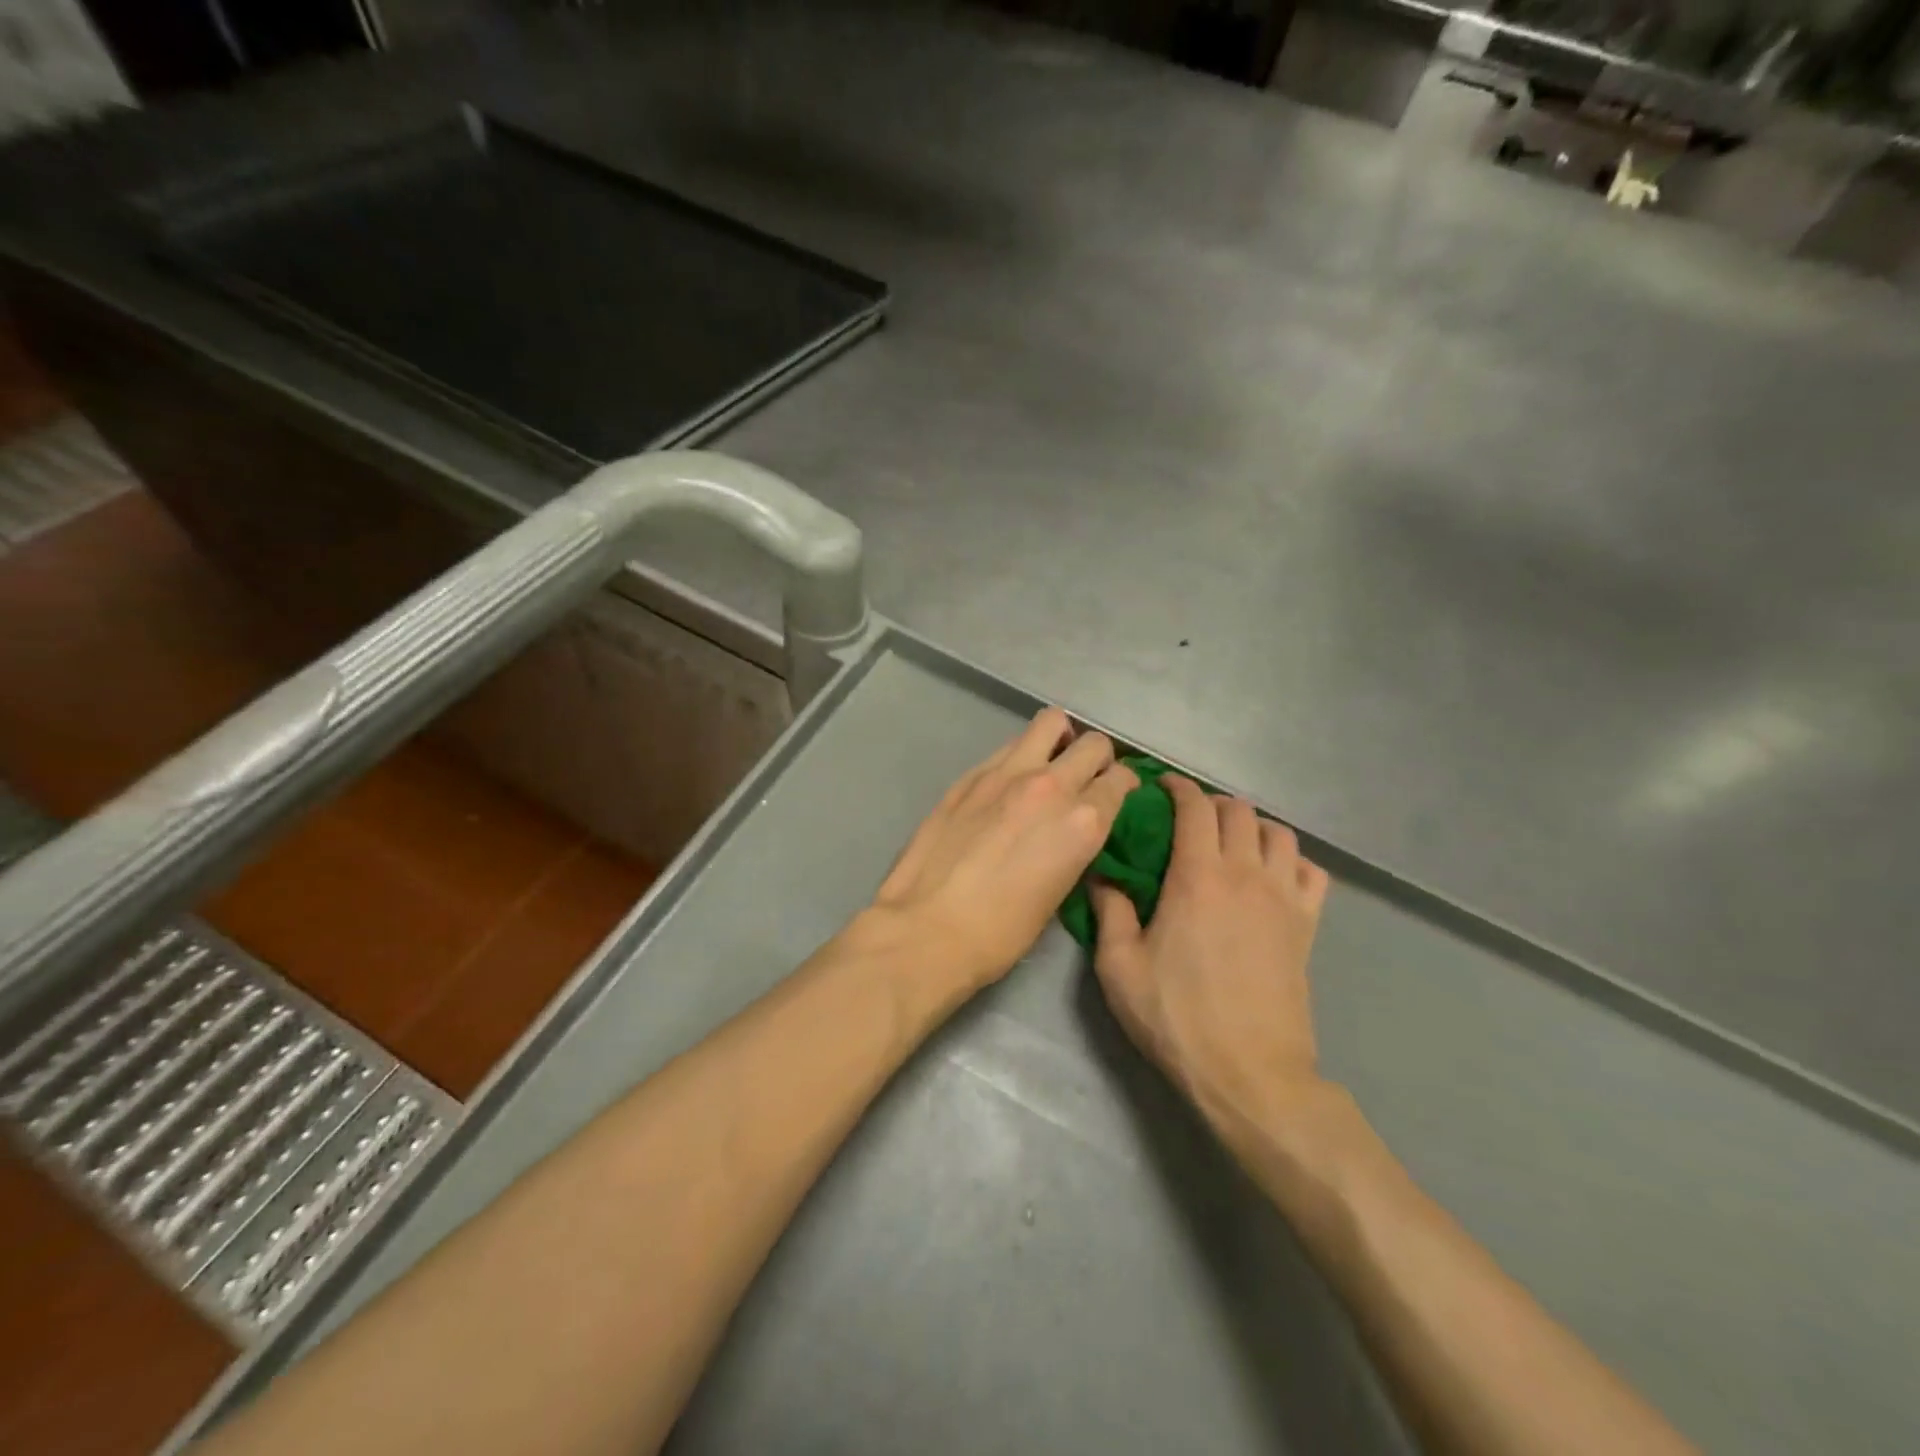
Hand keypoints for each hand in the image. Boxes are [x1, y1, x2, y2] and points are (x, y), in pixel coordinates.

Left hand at [870, 708, 1136, 992]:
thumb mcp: (1058, 893)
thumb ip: (1074, 846)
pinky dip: (1020, 756)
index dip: (1123, 786)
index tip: (1117, 794)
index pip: (1120, 780)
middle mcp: (1051, 786)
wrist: (927, 928)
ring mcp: (1006, 773)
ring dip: (1059, 740)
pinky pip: (1009, 746)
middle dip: (1098, 758)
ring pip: (1049, 723)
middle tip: (1086, 778)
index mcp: (1083, 822)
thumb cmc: (1000, 932)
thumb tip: (1074, 829)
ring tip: (1049, 764)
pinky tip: (1008, 784)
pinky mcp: (970, 774)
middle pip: (1093, 744)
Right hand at [1091, 774, 1332, 1143]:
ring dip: (1252, 826)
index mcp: (1197, 877)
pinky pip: (1311, 872)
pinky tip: (1272, 876)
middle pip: (1238, 811)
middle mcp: (1246, 874)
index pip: (1195, 807)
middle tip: (1187, 819)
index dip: (1178, 787)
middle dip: (1211, 804)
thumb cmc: (1176, 1018)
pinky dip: (1292, 861)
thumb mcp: (1119, 968)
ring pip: (1279, 833)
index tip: (1161, 787)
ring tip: (1230, 843)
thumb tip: (1100, 876)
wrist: (1250, 1074)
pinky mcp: (1308, 926)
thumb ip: (1108, 912)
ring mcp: (1284, 899)